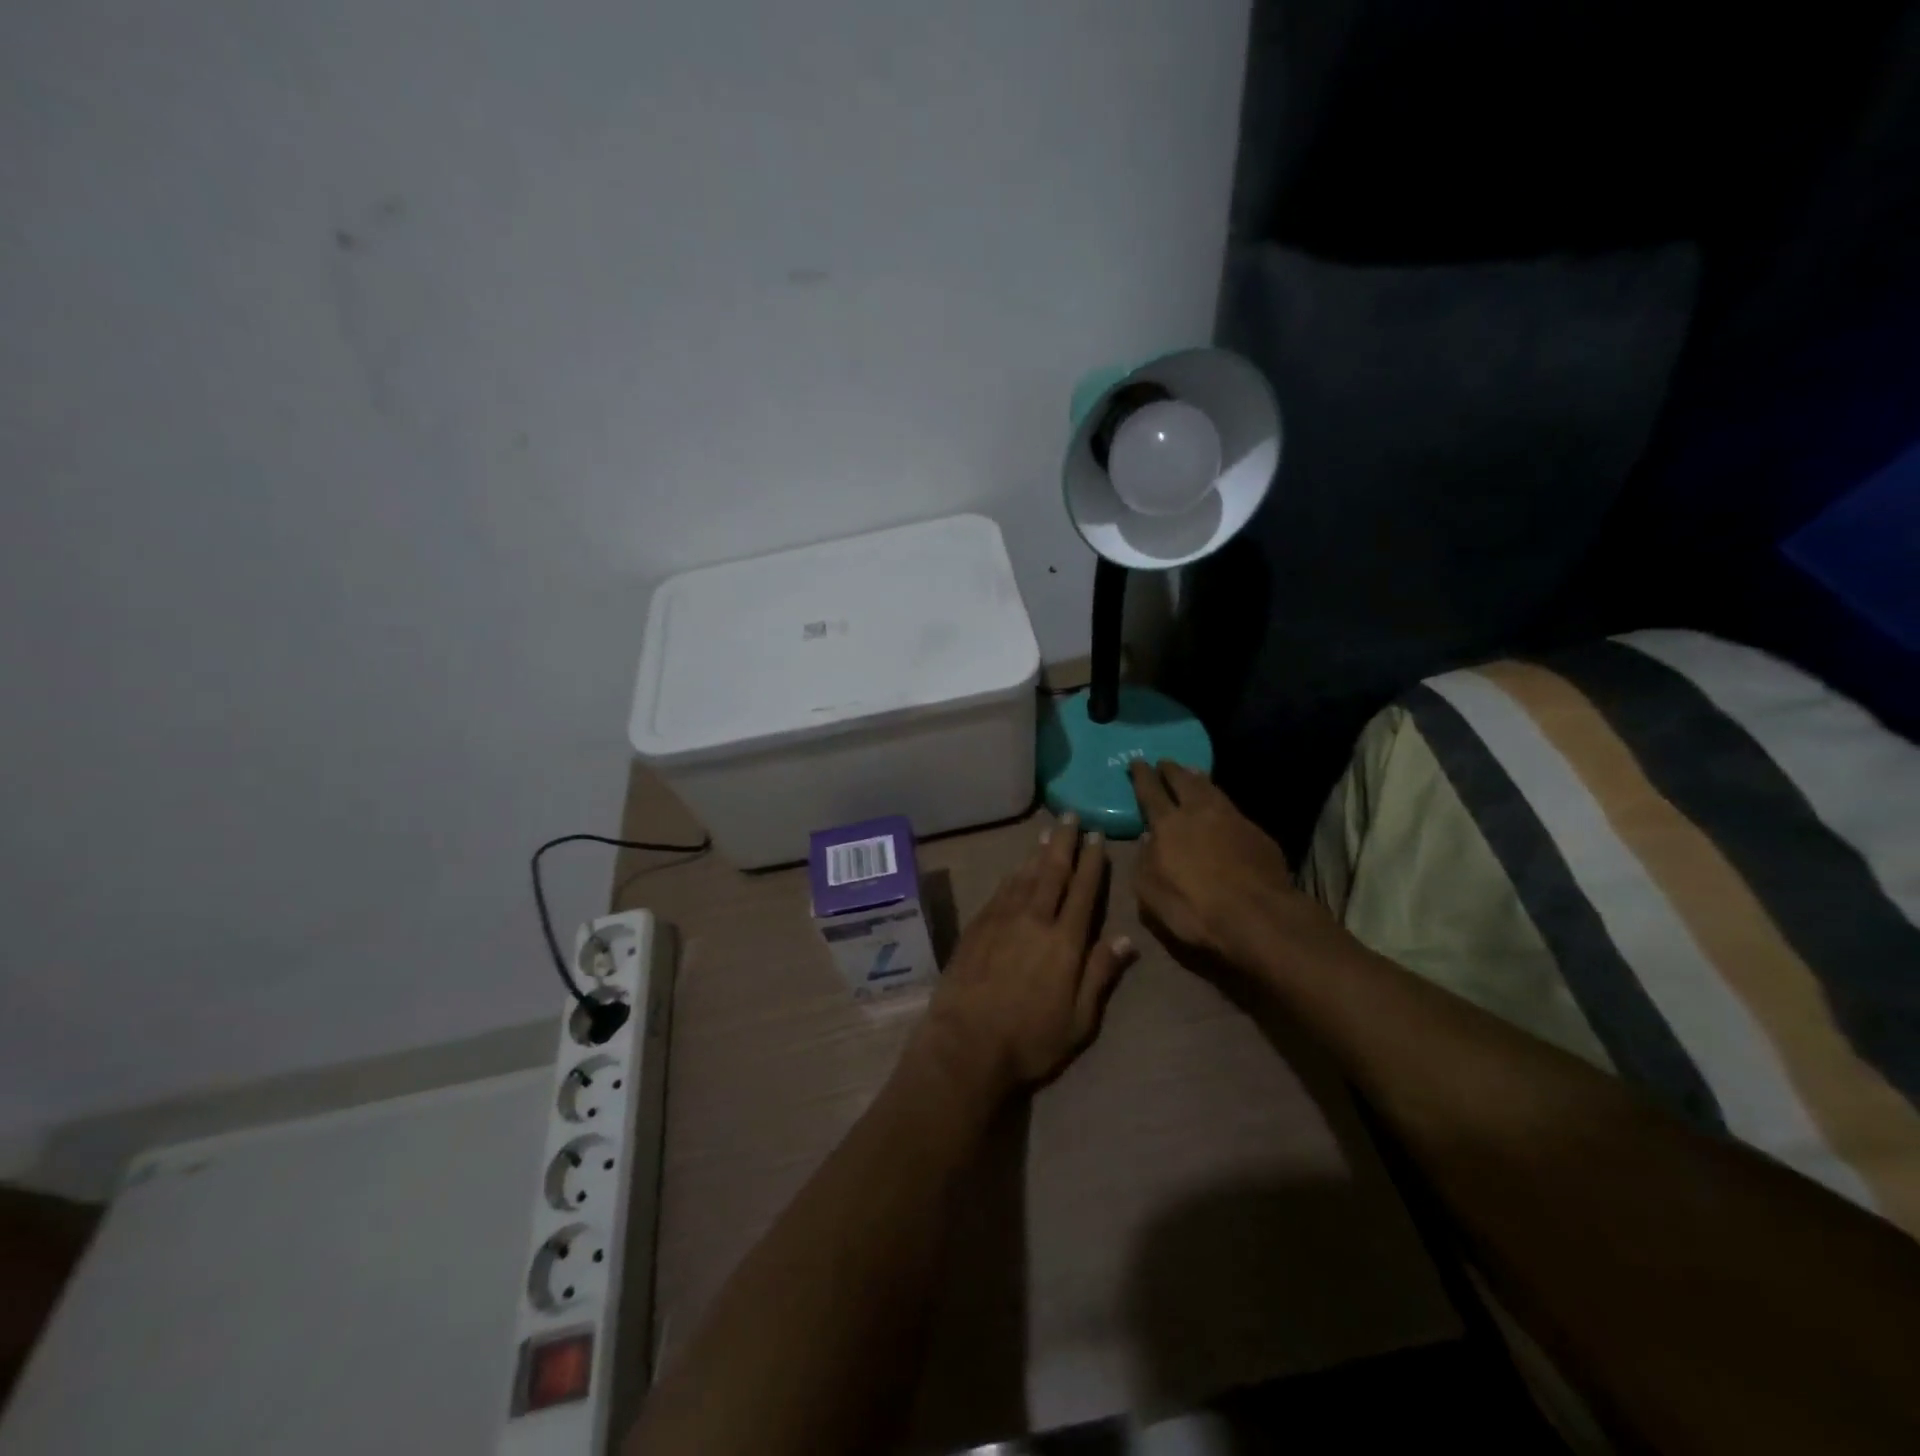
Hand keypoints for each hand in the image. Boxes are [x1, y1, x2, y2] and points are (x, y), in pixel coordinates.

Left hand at [916, 815, 1138, 1101]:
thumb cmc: (1030, 1039)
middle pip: (1052, 871)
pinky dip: (1013, 874)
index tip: (1096, 837)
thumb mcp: (1079, 1019)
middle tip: (1070, 816)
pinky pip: (1000, 890)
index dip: (1091, 862)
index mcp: (1064, 941)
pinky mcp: (977, 926)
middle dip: (1063, 842)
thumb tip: (1126, 939)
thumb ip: (1100, 974)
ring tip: (1047, 832)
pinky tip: (1016, 868)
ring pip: (1024, 875)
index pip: (1083, 890)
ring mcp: (1001, 919)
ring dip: (1037, 852)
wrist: (965, 1042)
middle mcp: (1034, 919)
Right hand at [1129, 760, 1319, 971]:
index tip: (1137, 761)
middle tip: (1164, 762)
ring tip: (1192, 771)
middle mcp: (1199, 813)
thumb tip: (1147, 840)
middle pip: (1183, 781)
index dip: (1142, 776)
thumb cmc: (1194, 908)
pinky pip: (1232, 808)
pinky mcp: (1257, 833)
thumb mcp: (1150, 893)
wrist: (1257, 916)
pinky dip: (1220, 800)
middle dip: (1171, 770)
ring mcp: (1232, 819)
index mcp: (1168, 825)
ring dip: (1198, 778)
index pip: (1150, 792)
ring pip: (1211, 789)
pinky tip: (1221, 806)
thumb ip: (1144, 862)